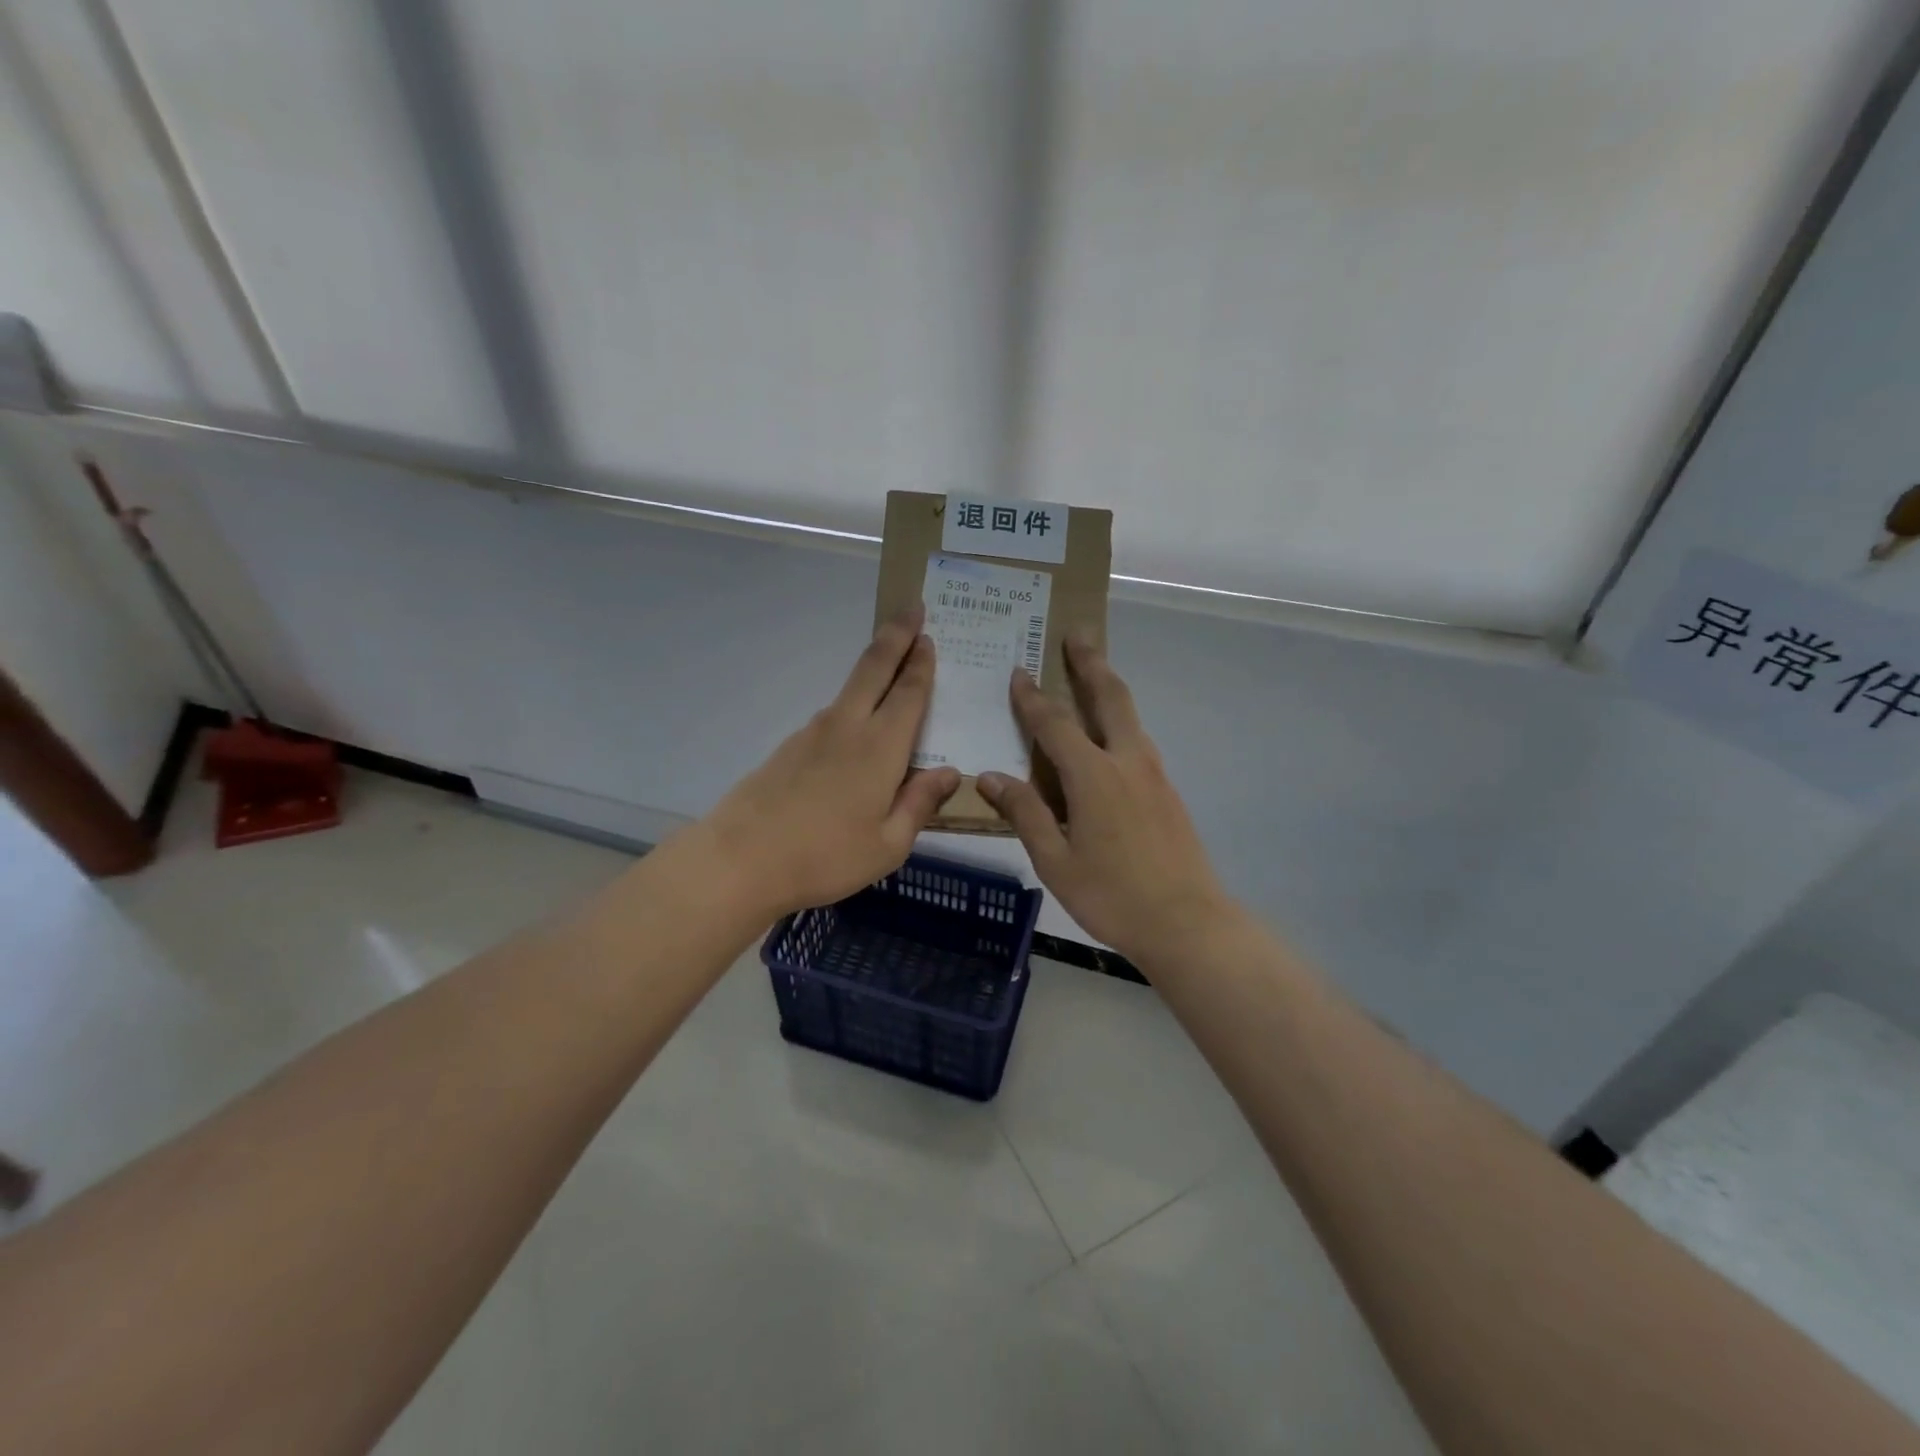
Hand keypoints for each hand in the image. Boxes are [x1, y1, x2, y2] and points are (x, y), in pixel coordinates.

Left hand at [702, 608, 961, 919]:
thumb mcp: (888, 845)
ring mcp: (813, 733)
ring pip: (850, 689)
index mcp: (880, 748)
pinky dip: (852, 706)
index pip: (908, 693)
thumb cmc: (824, 857)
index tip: (928, 634)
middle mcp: (848, 727)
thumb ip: (920, 804)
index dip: (921, 663)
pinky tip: (856, 731)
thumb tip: (949, 772)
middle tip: (912, 607)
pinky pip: (832, 716)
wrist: (740, 860)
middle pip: (874, 668)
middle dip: (896, 635)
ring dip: (874, 669)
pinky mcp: (789, 747)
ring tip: (892, 668)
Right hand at [977, 641, 1230, 964]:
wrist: (1187, 923)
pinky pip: (1139, 740)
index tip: (1018, 671)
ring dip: (1109, 687)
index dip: (1032, 698)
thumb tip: (991, 777)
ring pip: (1130, 716)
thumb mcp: (1056, 862)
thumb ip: (1025, 814)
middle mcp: (1127, 762)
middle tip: (1078, 634)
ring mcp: (1154, 774)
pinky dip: (1120, 720)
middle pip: (1109, 697)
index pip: (1055, 724)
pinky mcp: (1168, 791)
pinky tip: (1110, 735)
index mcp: (1094, 776)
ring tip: (1093, 671)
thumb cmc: (1112, 896)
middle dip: (1090, 663)